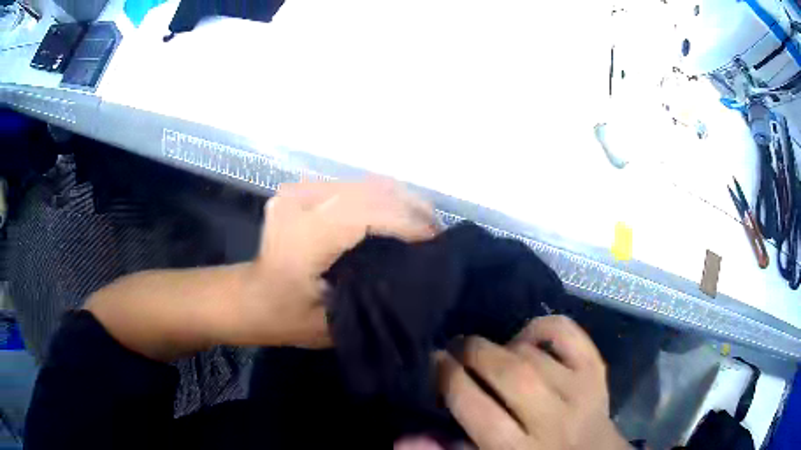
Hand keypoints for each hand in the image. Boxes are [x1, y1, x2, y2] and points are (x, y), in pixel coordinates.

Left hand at [231, 180, 437, 347]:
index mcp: (302, 236)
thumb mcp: (334, 323)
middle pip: (369, 190)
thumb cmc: (286, 318)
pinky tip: (394, 213)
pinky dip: (379, 197)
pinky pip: (351, 186)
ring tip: (423, 222)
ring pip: (363, 182)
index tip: (436, 243)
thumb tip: (417, 271)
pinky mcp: (300, 189)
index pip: (367, 213)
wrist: (248, 298)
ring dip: (399, 198)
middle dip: (411, 207)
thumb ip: (374, 294)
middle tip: (437, 232)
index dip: (407, 223)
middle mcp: (299, 201)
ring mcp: (297, 190)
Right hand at [437, 316, 629, 449]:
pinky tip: (528, 339)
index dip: (447, 378)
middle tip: (455, 349)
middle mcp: (551, 420)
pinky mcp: (597, 372)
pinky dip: (543, 326)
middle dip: (471, 352)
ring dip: (502, 346)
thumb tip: (403, 436)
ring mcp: (580, 391)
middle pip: (507, 373)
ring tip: (487, 352)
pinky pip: (569, 334)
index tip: (432, 362)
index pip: (475, 407)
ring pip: (533, 354)